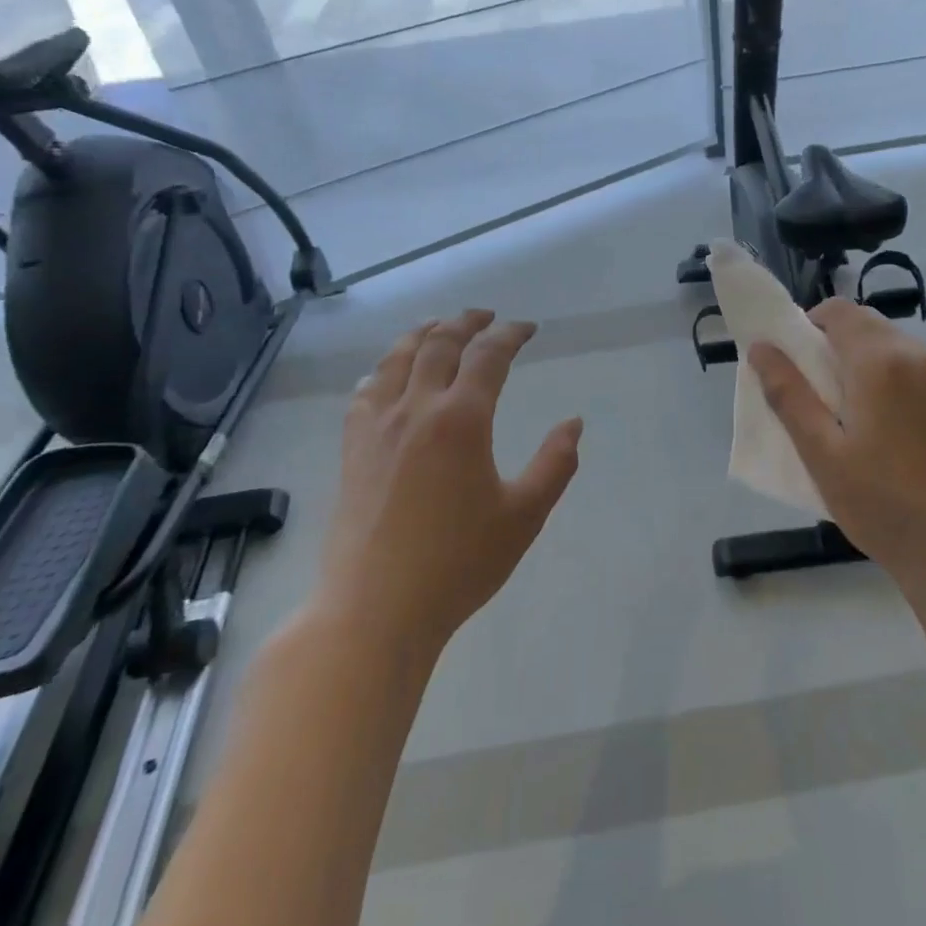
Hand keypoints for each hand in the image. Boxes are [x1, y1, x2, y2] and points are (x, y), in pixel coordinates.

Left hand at [315, 310, 582, 652]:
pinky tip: (389, 374)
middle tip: (486, 316)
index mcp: (462, 419)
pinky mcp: (352, 448)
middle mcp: (417, 409)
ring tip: (439, 326)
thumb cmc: (457, 564)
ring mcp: (377, 426)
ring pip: (398, 358)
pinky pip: (365, 391)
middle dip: (467, 322)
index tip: (527, 328)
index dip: (510, 334)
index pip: (488, 355)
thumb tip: (573, 424)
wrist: (374, 609)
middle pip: (440, 343)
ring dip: (423, 333)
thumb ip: (555, 464)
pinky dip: (384, 368)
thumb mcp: (524, 516)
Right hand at [747, 300, 925, 604]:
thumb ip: (788, 394)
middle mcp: (921, 357)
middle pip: (870, 326)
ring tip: (862, 417)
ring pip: (900, 349)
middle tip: (823, 395)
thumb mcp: (821, 453)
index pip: (839, 310)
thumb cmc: (882, 504)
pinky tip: (901, 434)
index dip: (811, 324)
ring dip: (873, 364)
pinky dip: (903, 384)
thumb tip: (761, 347)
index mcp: (880, 362)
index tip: (799, 361)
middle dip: (839, 345)